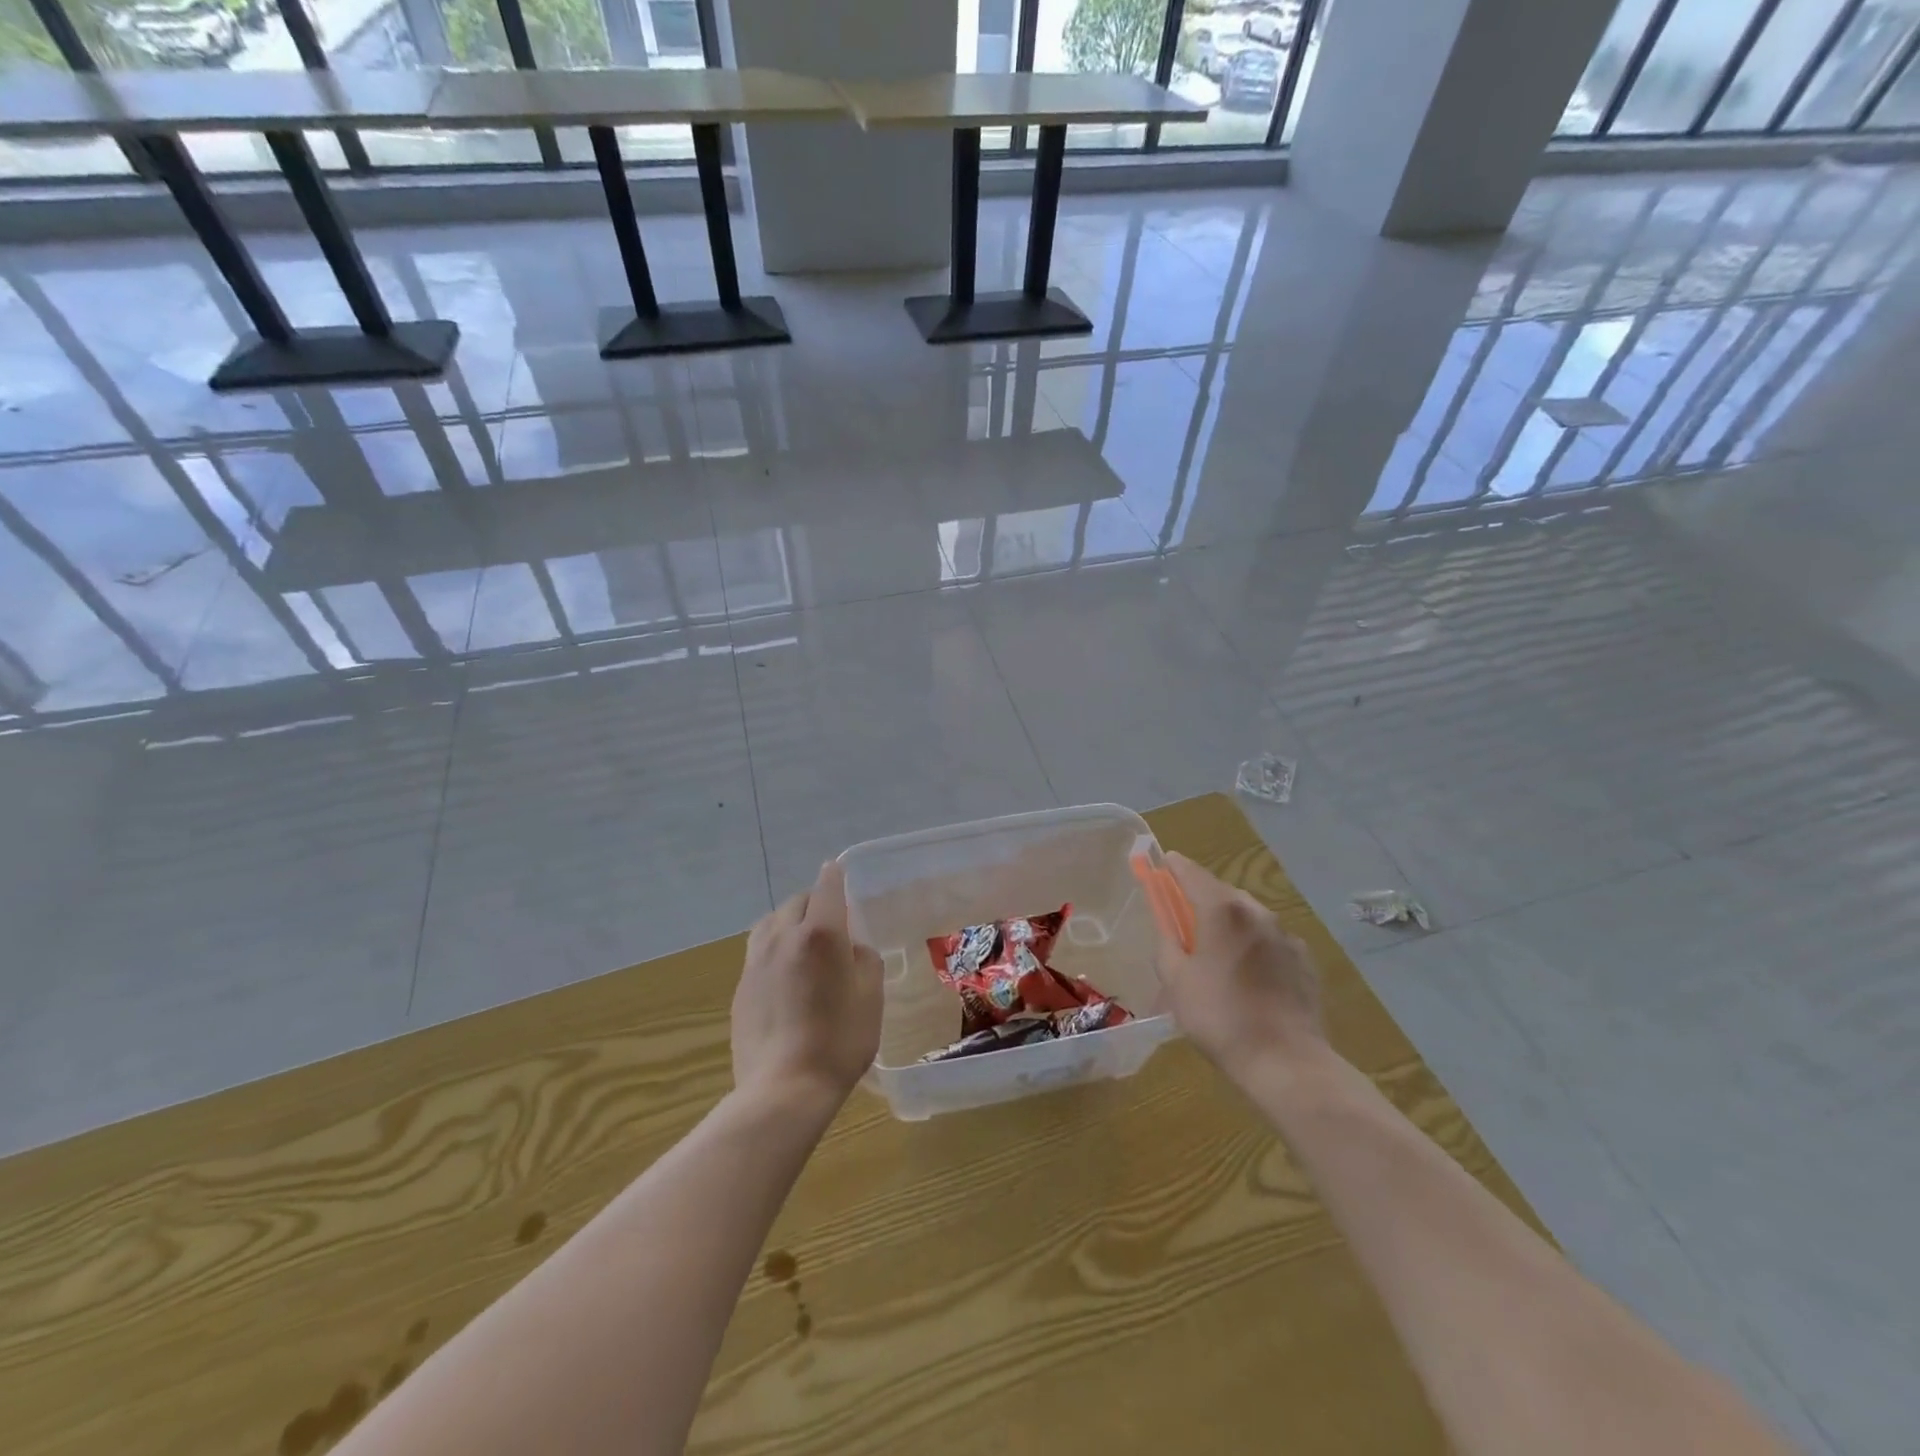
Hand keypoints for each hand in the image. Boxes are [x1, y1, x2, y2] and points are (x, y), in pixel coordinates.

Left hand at [732, 860, 883, 1106]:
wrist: (783, 1088)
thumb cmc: (839, 1041)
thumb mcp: (870, 997)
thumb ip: (864, 960)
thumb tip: (850, 947)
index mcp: (820, 933)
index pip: (826, 888)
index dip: (834, 876)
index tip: (837, 871)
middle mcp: (783, 937)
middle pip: (796, 901)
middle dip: (814, 901)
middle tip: (831, 920)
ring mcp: (756, 961)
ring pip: (771, 922)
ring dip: (788, 921)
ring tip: (802, 940)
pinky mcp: (741, 987)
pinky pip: (758, 950)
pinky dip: (774, 947)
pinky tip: (784, 973)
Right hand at [1153, 851, 1325, 1082]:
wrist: (1285, 1060)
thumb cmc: (1219, 1017)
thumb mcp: (1176, 981)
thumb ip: (1167, 943)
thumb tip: (1168, 926)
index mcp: (1222, 911)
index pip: (1192, 873)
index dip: (1174, 867)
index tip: (1163, 863)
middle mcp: (1257, 912)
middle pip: (1223, 892)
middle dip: (1202, 898)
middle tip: (1184, 917)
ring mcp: (1285, 935)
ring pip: (1249, 915)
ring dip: (1230, 922)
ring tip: (1217, 950)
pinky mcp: (1304, 960)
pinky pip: (1271, 940)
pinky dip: (1254, 945)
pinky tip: (1248, 973)